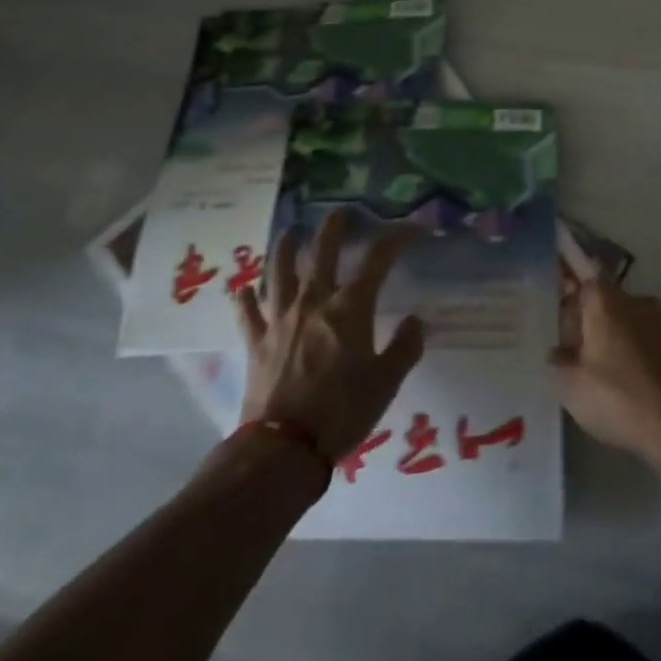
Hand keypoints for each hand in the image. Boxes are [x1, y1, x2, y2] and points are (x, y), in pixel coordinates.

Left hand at [236, 210, 425, 461]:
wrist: (284, 448)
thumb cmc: (342, 411)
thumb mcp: (386, 382)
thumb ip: (405, 347)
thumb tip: (417, 321)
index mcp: (350, 307)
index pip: (378, 258)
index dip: (397, 238)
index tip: (412, 230)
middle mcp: (314, 301)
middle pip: (322, 251)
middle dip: (333, 226)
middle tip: (340, 212)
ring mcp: (280, 319)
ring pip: (279, 271)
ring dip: (284, 247)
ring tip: (289, 232)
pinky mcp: (256, 342)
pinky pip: (248, 313)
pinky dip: (246, 299)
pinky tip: (243, 289)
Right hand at [550, 280, 660, 469]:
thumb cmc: (622, 400)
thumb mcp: (570, 387)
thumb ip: (556, 361)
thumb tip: (560, 351)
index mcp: (606, 301)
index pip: (583, 279)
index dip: (570, 296)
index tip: (563, 321)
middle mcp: (637, 300)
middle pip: (607, 302)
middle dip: (593, 323)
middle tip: (580, 357)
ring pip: (632, 323)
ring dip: (619, 341)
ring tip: (611, 379)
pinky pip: (653, 342)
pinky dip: (643, 356)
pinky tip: (638, 387)